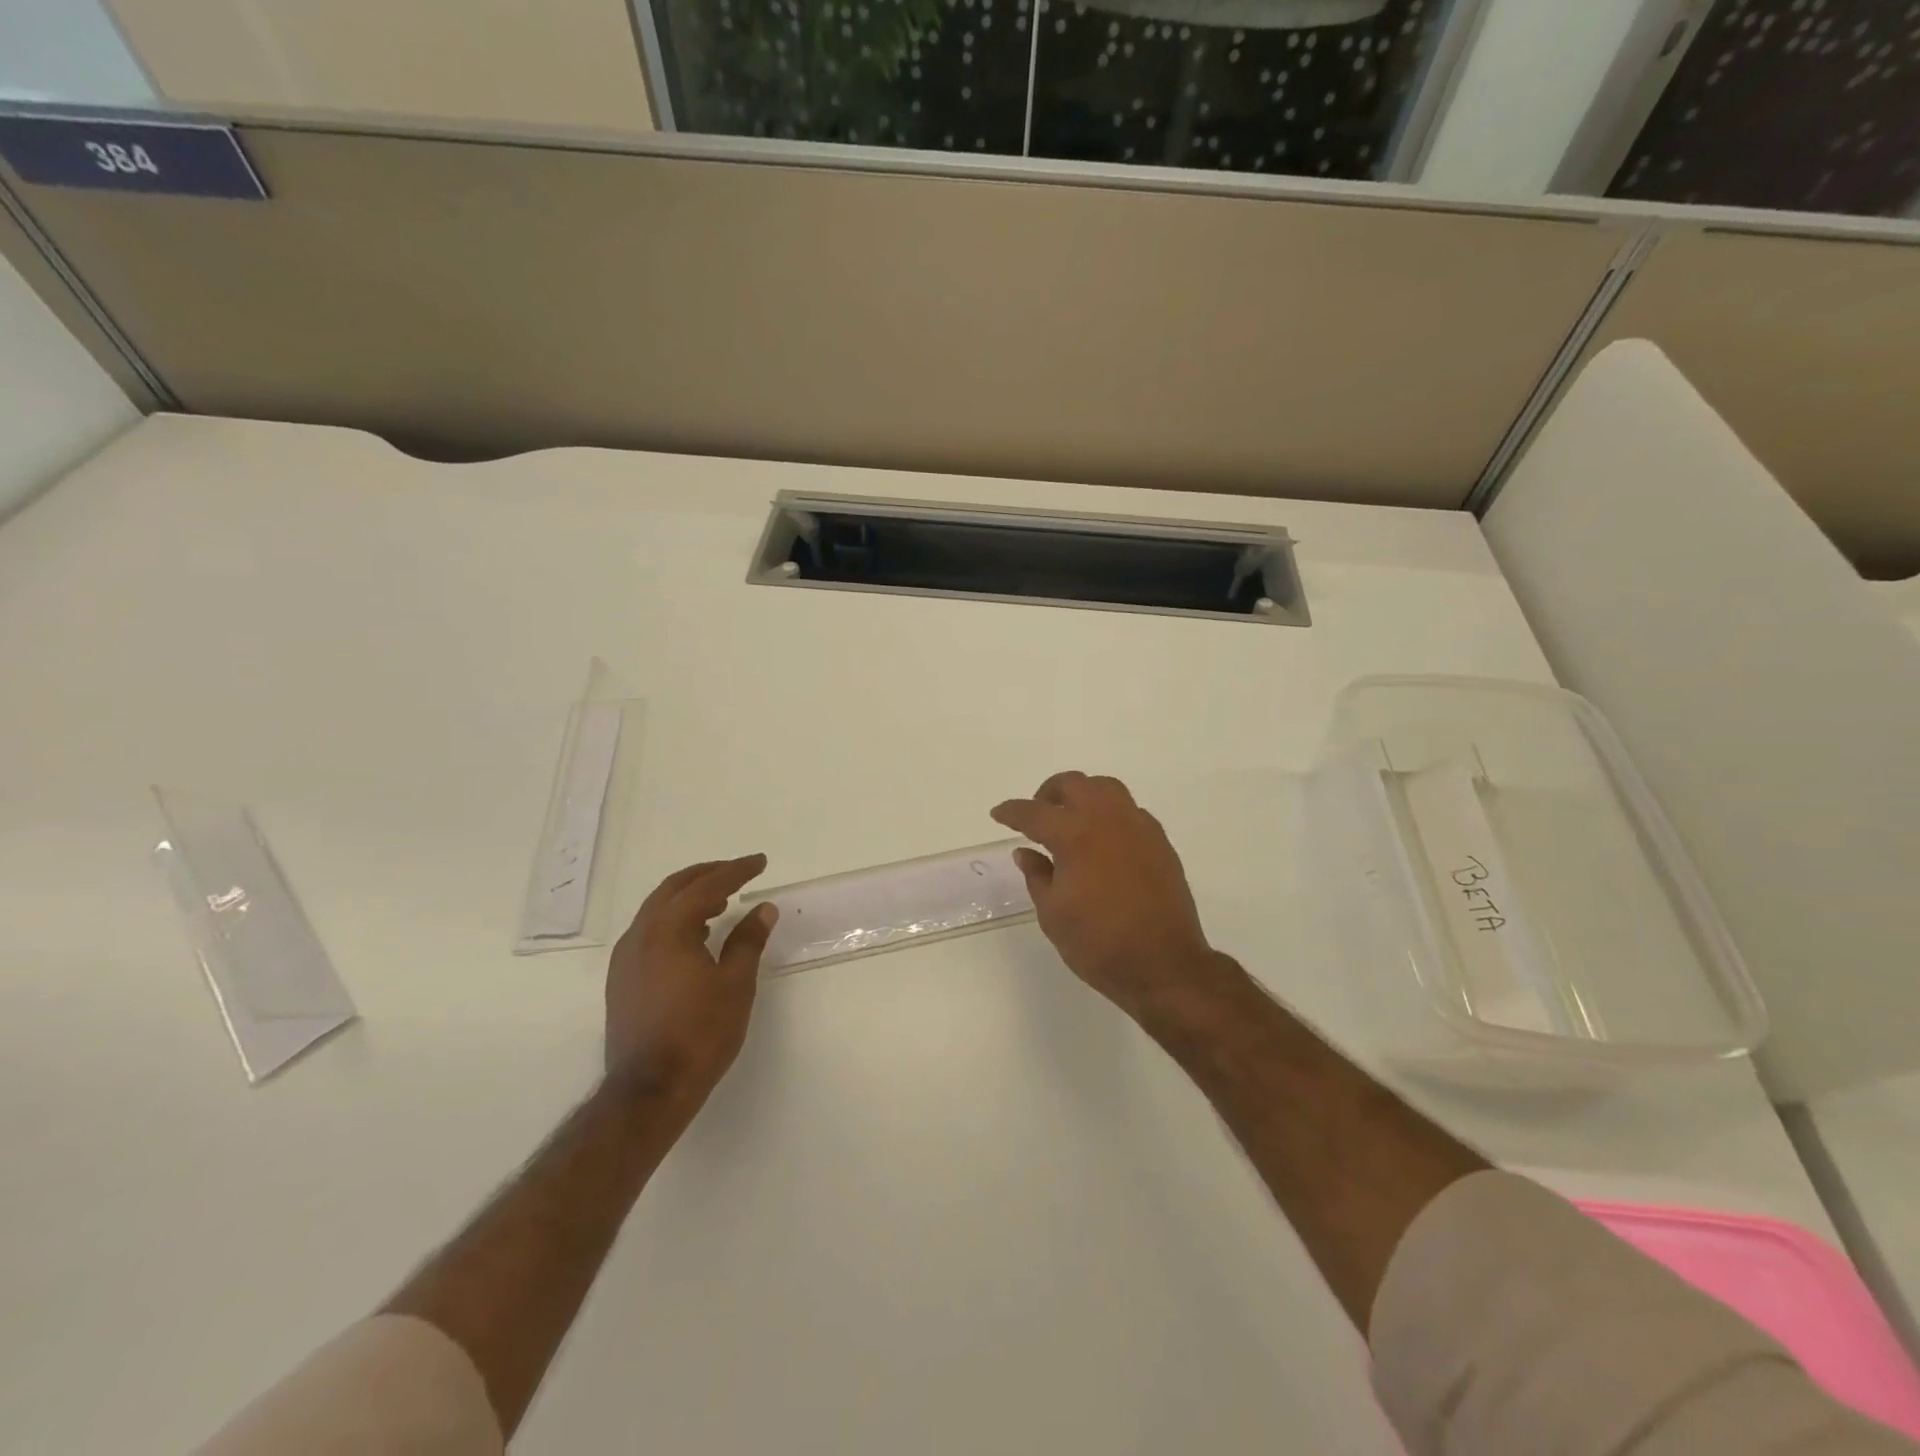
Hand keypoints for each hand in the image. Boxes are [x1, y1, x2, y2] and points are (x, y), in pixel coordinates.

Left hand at [604, 855, 778, 1103]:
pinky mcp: (622, 980)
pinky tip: (696, 937)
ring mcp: (626, 958)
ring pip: (658, 909)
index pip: (706, 885)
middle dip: (708, 874)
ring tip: (721, 902)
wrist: (649, 1090)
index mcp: (668, 929)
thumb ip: (749, 940)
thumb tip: (763, 908)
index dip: (736, 871)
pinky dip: (675, 920)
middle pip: (674, 888)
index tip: (760, 862)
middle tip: (738, 872)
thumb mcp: (735, 983)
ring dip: (690, 897)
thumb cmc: (699, 1033)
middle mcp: (640, 935)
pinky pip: (650, 931)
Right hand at [991, 772, 1223, 1019]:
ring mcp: (1139, 827)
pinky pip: (1129, 810)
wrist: (1164, 965)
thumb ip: (1037, 875)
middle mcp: (1108, 820)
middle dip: (1048, 793)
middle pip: (1074, 784)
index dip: (1012, 812)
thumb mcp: (1053, 915)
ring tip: (1071, 819)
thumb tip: (1025, 852)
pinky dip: (1109, 813)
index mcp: (1075, 836)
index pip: (1034, 813)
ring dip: (1083, 794)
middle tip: (1037, 814)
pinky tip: (1103, 839)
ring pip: (1106, 788)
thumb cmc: (1099, 943)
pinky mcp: (1160, 842)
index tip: (998, 814)